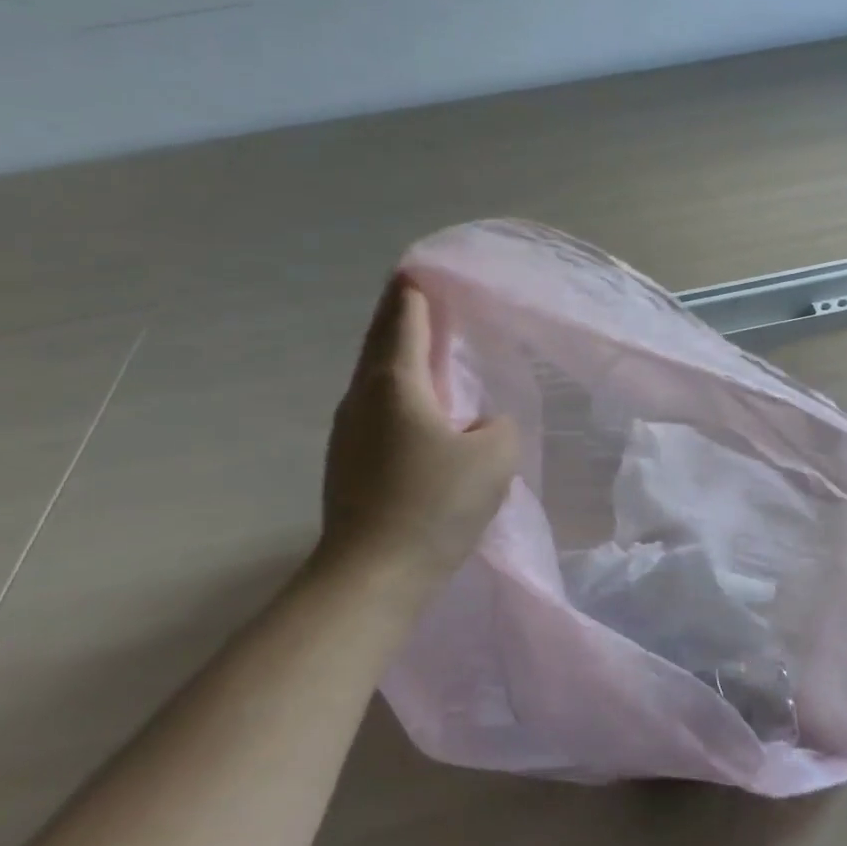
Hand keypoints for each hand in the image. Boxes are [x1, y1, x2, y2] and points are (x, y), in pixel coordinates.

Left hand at [316, 275, 516, 593]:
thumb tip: (479, 425)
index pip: (405, 320)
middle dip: (401, 316)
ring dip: (399, 354)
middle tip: (421, 295)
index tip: (421, 268)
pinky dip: (398, 389)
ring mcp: (349, 433)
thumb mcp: (494, 456)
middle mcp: (363, 398)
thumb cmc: (433, 504)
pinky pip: (378, 408)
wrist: (371, 577)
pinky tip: (419, 405)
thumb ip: (498, 424)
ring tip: (426, 345)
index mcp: (395, 384)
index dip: (415, 292)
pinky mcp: (349, 464)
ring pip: (376, 377)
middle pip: (382, 343)